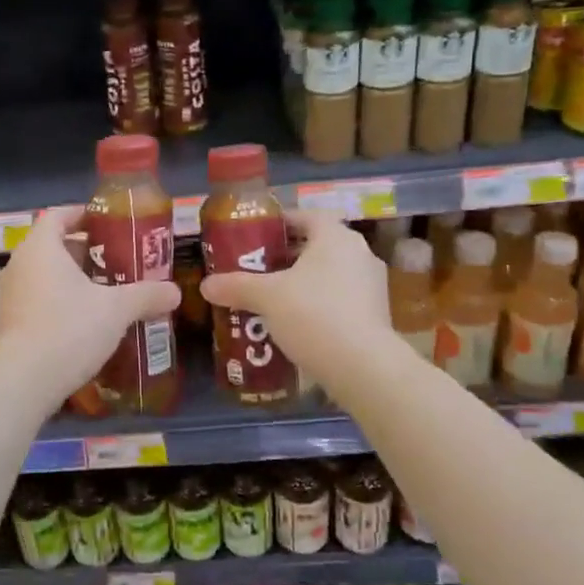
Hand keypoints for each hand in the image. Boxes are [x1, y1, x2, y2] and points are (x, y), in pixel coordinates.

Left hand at [0, 205, 183, 403]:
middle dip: (86, 251)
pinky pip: (37, 300)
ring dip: (73, 279)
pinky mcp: (8, 322)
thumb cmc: (69, 329)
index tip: (109, 223)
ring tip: (106, 292)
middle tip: (117, 261)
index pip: (59, 215)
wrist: (23, 381)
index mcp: (41, 248)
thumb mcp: (115, 310)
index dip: (83, 214)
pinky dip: (59, 302)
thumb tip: (175, 292)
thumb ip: (146, 295)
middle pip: (53, 245)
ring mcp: (10, 295)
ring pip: (45, 275)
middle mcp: (19, 264)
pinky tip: (85, 322)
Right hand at [199, 209, 392, 384]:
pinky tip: (296, 325)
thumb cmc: (314, 315)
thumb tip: (206, 285)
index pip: (307, 216)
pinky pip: (340, 300)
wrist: (363, 368)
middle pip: (318, 246)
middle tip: (257, 269)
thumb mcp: (266, 297)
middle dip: (287, 257)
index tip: (256, 236)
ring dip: (303, 283)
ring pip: (330, 275)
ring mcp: (372, 286)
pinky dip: (319, 306)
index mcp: (336, 237)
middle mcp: (360, 254)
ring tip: (272, 299)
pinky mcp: (377, 316)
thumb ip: (236, 286)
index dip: (281, 223)